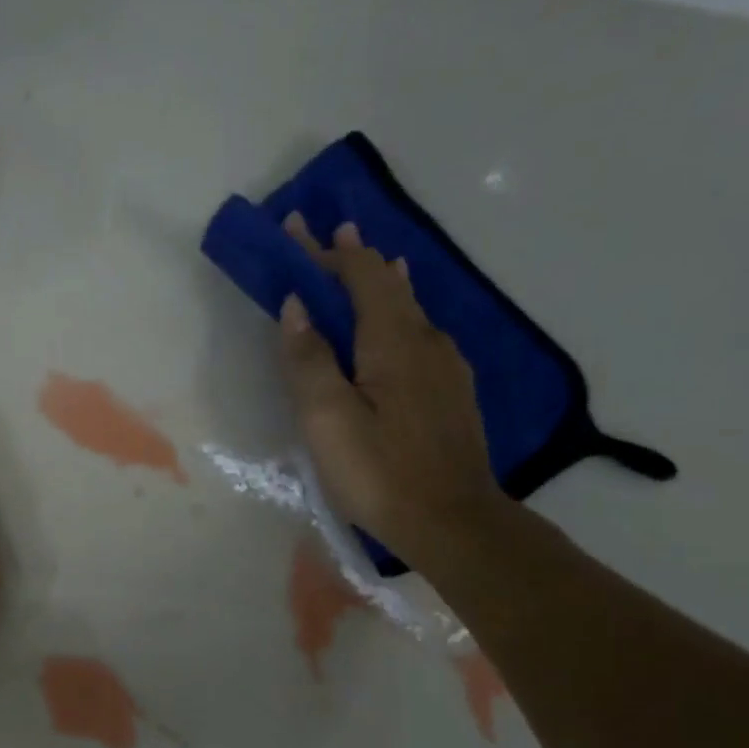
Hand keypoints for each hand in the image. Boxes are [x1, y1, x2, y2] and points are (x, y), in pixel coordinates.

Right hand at [278, 214, 504, 565]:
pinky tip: (402, 322)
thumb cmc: (378, 471)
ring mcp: (445, 366)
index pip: (359, 277)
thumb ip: (309, 359)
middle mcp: (425, 341)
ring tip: (371, 263)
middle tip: (330, 237)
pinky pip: (421, 332)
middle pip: (388, 285)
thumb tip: (296, 306)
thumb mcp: (327, 418)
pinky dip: (401, 311)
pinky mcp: (452, 392)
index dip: (327, 252)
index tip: (298, 227)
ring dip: (383, 281)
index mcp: (392, 341)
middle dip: (355, 258)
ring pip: (410, 307)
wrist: (452, 521)